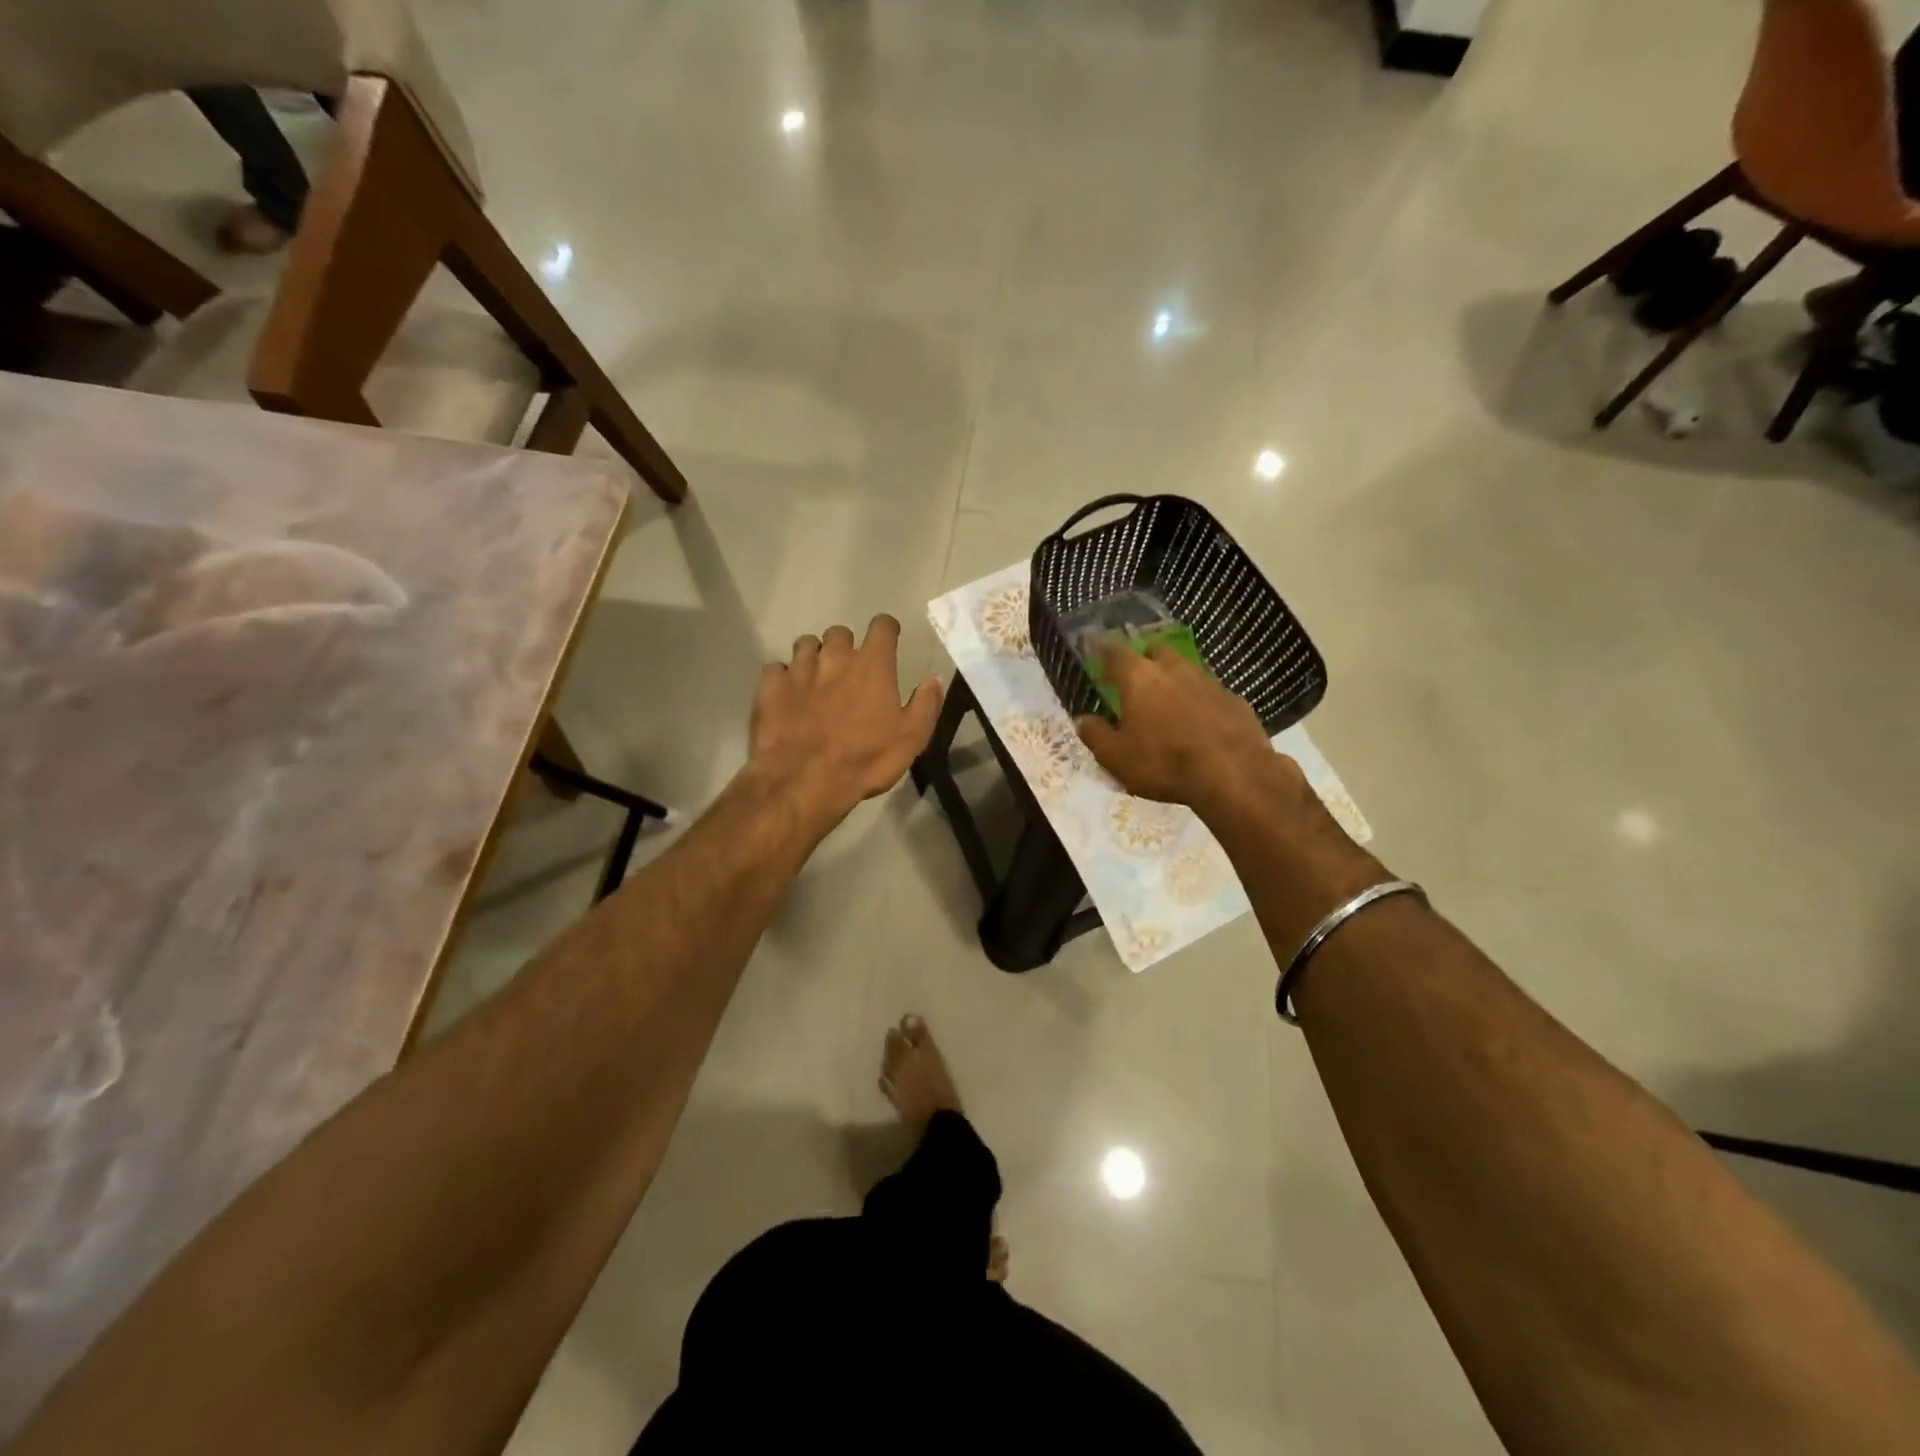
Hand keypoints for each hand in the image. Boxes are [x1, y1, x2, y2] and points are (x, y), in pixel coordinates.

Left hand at [748, 615, 942, 830]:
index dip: (886, 630)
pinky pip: (776, 669)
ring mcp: (799, 669)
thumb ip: (925, 704)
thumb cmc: (865, 760)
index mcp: (872, 664)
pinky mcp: (770, 687)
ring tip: (817, 680)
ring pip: (806, 645)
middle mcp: (834, 656)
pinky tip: (788, 695)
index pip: (882, 626)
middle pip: (840, 633)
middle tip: (849, 670)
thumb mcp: (911, 738)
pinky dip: (784, 677)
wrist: (804, 781)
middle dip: (846, 646)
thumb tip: (934, 679)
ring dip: (814, 657)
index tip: (888, 642)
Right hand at [1075, 643, 1286, 813]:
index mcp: (1139, 677)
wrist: (1234, 774)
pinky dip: (1199, 701)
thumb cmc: (1164, 763)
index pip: (1115, 652)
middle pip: (1156, 650)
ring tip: (1167, 703)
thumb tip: (1084, 719)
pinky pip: (1209, 693)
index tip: (1096, 654)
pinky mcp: (1234, 699)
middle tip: (1136, 679)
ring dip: (1174, 680)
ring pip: (1185, 669)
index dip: (1103, 651)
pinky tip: (1199, 723)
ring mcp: (1208, 681)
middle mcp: (1174, 669)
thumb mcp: (1116, 757)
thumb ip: (1095, 734)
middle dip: (1144, 659)